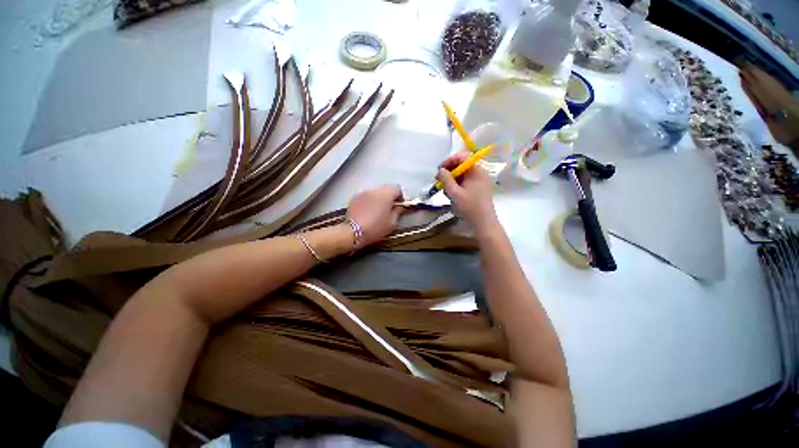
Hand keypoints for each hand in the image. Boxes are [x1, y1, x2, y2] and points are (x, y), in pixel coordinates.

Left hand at [347, 185, 403, 246]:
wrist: (353, 232)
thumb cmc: (375, 228)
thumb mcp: (392, 223)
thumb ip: (398, 211)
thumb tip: (399, 207)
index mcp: (385, 194)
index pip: (398, 189)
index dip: (403, 196)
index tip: (404, 204)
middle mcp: (374, 190)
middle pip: (386, 189)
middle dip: (391, 197)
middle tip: (393, 207)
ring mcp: (363, 193)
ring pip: (376, 193)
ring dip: (380, 199)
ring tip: (381, 210)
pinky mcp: (354, 198)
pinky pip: (367, 197)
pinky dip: (371, 201)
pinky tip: (370, 211)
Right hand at [437, 151, 497, 230]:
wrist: (483, 224)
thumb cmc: (469, 207)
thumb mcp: (454, 193)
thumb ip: (445, 179)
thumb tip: (440, 170)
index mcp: (477, 171)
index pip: (462, 157)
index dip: (449, 161)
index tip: (439, 170)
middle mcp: (480, 173)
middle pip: (462, 165)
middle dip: (449, 172)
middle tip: (439, 182)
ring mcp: (479, 181)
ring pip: (462, 175)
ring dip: (452, 180)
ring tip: (446, 191)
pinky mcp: (478, 189)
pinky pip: (465, 182)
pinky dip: (457, 186)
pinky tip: (452, 195)